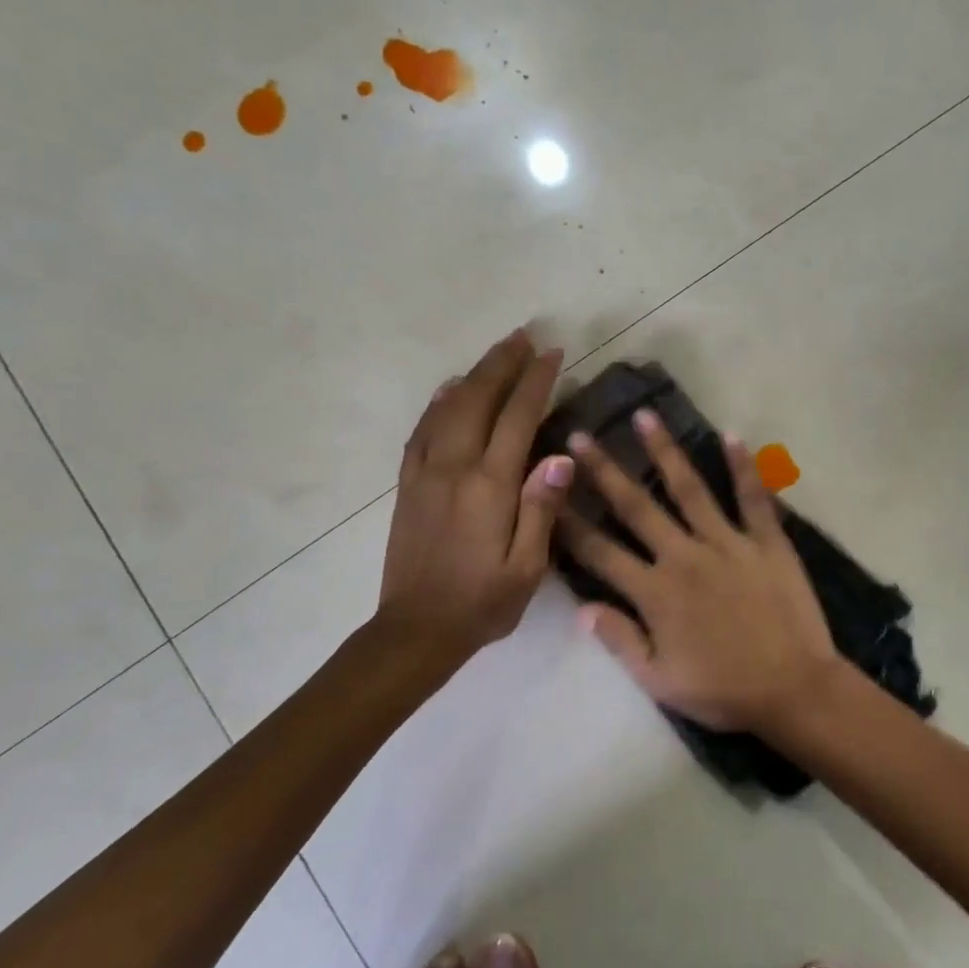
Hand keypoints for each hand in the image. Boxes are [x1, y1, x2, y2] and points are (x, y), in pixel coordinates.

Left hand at [377, 329, 574, 669]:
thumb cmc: (483, 603)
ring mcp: (425, 474)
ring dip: (473, 375)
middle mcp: (454, 468)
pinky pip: (422, 431)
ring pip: (449, 408)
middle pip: (478, 399)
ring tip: (496, 353)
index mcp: (490, 486)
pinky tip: (450, 390)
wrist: (416, 630)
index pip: (517, 418)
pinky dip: (438, 403)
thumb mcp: (528, 567)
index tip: (553, 353)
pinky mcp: (408, 486)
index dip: (536, 382)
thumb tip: (560, 456)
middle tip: (525, 337)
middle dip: (503, 364)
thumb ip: (542, 508)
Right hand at [559, 409, 840, 733]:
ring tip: (644, 416)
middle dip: (605, 471)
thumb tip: (581, 608)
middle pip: (637, 507)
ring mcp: (728, 544)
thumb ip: (620, 641)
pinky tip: (732, 435)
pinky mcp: (767, 542)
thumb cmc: (723, 691)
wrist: (794, 690)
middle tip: (580, 435)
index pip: (600, 552)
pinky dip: (744, 467)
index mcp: (655, 592)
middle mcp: (685, 557)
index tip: (547, 491)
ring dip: (665, 451)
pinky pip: (754, 498)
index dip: (569, 522)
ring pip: (690, 489)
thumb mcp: (660, 681)